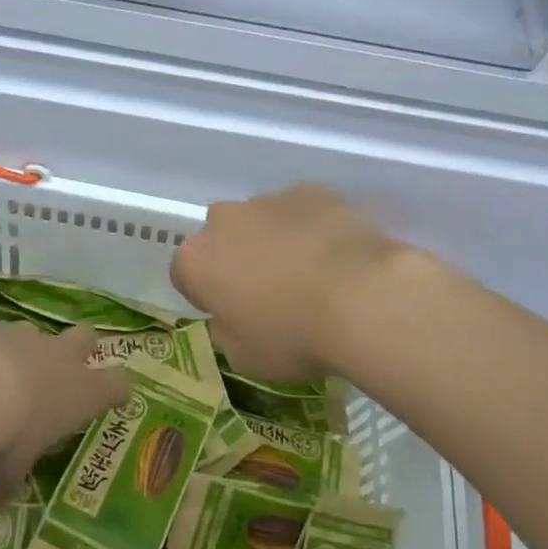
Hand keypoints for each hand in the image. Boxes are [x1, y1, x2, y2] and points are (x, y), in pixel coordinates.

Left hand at [0, 322, 129, 503]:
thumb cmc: (8, 435)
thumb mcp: (9, 471)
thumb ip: (10, 482)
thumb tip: (1, 501)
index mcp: (82, 393)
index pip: (118, 384)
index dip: (117, 390)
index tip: (114, 398)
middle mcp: (62, 358)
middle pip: (87, 337)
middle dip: (81, 349)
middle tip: (64, 371)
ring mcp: (29, 336)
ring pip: (40, 333)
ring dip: (29, 350)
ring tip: (5, 375)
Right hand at [171, 185, 405, 384]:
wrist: (362, 298)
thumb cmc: (292, 335)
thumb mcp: (245, 357)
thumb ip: (227, 331)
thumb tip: (231, 316)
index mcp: (196, 260)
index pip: (185, 274)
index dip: (206, 294)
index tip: (231, 313)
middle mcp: (224, 220)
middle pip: (222, 238)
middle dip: (237, 258)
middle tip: (270, 292)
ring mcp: (268, 200)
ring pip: (262, 220)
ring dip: (275, 241)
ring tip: (311, 274)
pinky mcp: (311, 191)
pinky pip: (302, 211)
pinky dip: (311, 227)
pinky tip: (336, 255)